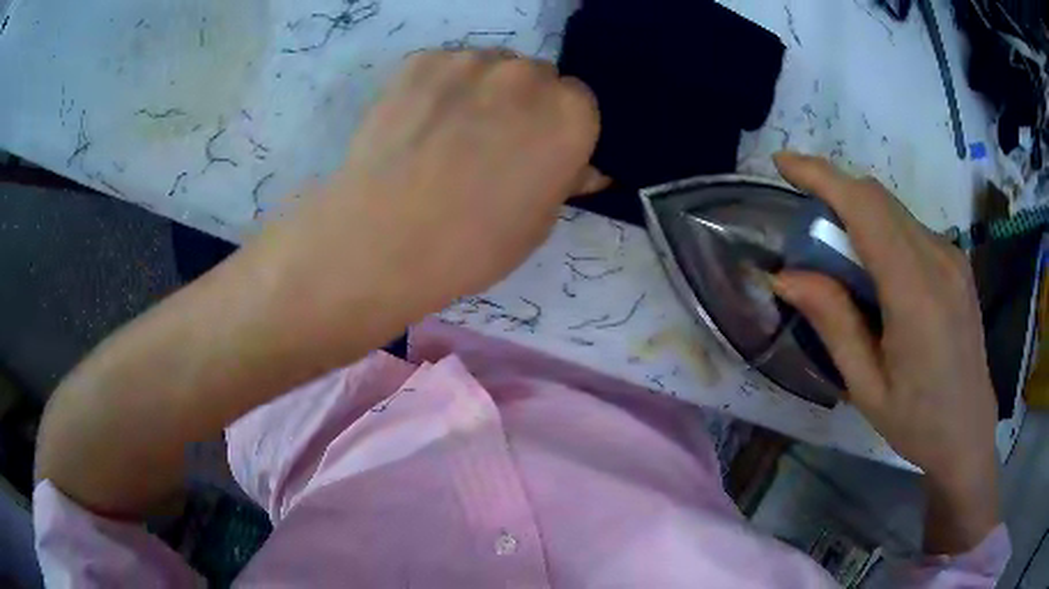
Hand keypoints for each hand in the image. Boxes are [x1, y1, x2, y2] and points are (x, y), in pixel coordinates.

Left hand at [251, 50, 603, 328]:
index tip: (535, 151)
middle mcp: (526, 75)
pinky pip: (444, 67)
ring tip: (446, 133)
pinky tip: (417, 124)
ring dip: (480, 90)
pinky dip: (438, 87)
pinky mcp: (419, 62)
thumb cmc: (472, 246)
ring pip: (488, 67)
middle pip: (535, 77)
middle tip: (489, 143)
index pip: (578, 102)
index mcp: (569, 115)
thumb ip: (564, 179)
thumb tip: (581, 166)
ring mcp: (469, 61)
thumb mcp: (538, 223)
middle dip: (522, 103)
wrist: (380, 242)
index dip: (557, 127)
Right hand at [770, 152, 998, 552]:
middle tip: (805, 227)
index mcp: (916, 294)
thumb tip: (787, 276)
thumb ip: (833, 323)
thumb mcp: (867, 386)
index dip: (822, 176)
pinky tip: (875, 274)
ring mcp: (952, 257)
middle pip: (878, 199)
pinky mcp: (956, 262)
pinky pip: (910, 228)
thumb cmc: (918, 423)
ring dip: (857, 215)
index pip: (866, 208)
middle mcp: (939, 259)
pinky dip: (881, 231)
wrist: (969, 432)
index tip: (783, 163)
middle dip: (834, 192)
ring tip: (838, 260)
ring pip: (894, 211)